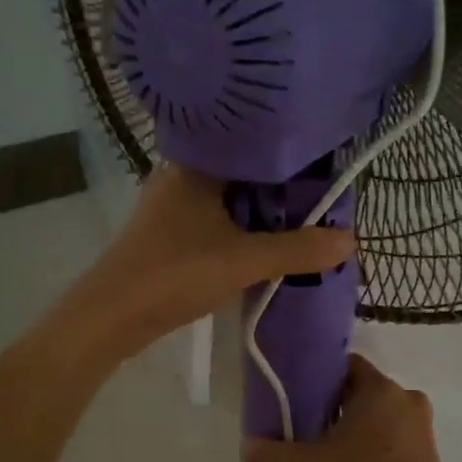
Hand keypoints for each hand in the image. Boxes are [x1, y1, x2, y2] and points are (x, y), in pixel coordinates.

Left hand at [74, 164, 353, 356]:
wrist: (112, 316)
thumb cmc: (175, 274)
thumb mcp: (244, 261)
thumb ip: (298, 250)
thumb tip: (350, 240)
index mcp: (197, 165)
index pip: (253, 145)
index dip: (291, 158)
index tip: (327, 170)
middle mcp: (181, 176)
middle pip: (243, 174)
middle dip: (280, 190)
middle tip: (323, 201)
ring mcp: (171, 206)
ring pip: (229, 200)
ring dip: (261, 213)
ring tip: (303, 221)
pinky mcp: (168, 234)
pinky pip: (216, 221)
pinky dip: (241, 229)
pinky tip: (264, 243)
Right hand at [243, 353, 452, 461]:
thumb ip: (274, 453)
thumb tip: (246, 446)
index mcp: (379, 388)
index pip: (346, 365)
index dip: (320, 378)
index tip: (299, 396)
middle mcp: (405, 397)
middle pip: (361, 391)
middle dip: (335, 406)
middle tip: (307, 427)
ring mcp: (421, 425)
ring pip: (379, 416)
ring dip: (356, 428)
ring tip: (327, 451)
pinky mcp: (429, 452)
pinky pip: (394, 438)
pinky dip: (375, 446)